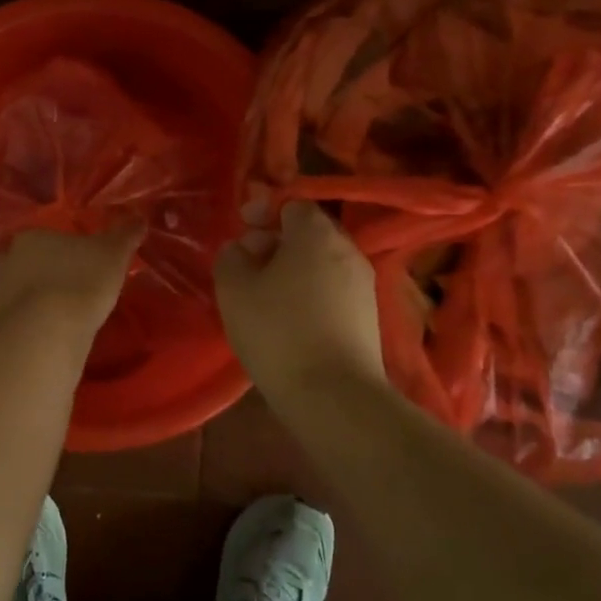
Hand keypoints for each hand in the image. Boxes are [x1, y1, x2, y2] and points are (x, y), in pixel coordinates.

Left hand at [0, 224, 143, 335]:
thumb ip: (125, 235)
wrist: (56, 323)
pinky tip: (1, 335)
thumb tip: (140, 218)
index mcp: (31, 241)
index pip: (28, 237)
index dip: (37, 246)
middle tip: (12, 275)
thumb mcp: (113, 252)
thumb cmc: (85, 278)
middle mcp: (6, 265)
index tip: (53, 255)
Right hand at [214, 200, 386, 397]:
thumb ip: (232, 257)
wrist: (334, 396)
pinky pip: (333, 291)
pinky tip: (290, 322)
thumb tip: (241, 249)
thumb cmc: (278, 331)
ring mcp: (363, 285)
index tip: (242, 229)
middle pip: (309, 233)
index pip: (292, 204)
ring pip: (321, 264)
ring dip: (293, 272)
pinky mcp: (369, 317)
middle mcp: (347, 250)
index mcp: (316, 233)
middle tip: (247, 266)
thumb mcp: (234, 289)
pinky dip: (310, 296)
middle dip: (277, 243)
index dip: (264, 212)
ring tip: (265, 298)